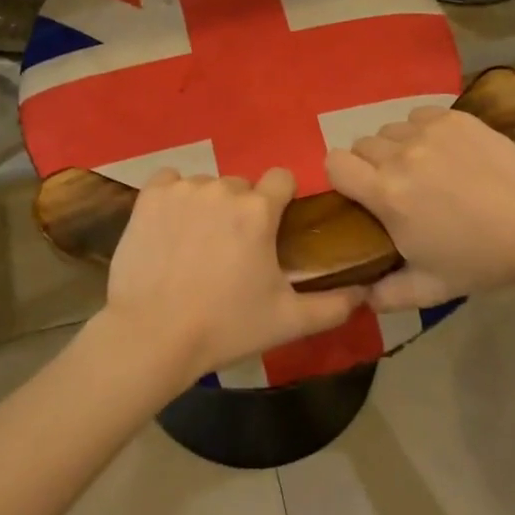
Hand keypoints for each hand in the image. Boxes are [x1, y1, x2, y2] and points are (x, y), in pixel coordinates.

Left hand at [100, 168, 366, 385]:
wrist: (153, 336)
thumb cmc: (226, 327)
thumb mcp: (288, 321)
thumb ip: (333, 305)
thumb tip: (364, 291)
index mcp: (259, 210)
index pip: (282, 178)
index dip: (282, 199)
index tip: (274, 227)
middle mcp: (223, 188)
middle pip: (242, 187)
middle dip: (243, 211)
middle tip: (233, 251)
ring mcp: (183, 189)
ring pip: (207, 186)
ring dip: (208, 207)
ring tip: (197, 247)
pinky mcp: (149, 196)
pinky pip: (169, 181)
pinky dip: (173, 197)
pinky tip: (170, 227)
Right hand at [325, 107, 514, 311]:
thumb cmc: (481, 260)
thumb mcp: (431, 288)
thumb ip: (388, 294)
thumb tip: (360, 295)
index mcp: (387, 195)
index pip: (334, 163)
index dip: (342, 176)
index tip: (360, 192)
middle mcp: (400, 156)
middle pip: (361, 144)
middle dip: (371, 164)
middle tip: (400, 186)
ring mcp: (428, 132)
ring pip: (390, 129)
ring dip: (397, 147)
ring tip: (426, 168)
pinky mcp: (454, 117)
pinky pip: (418, 116)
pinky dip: (423, 130)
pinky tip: (446, 151)